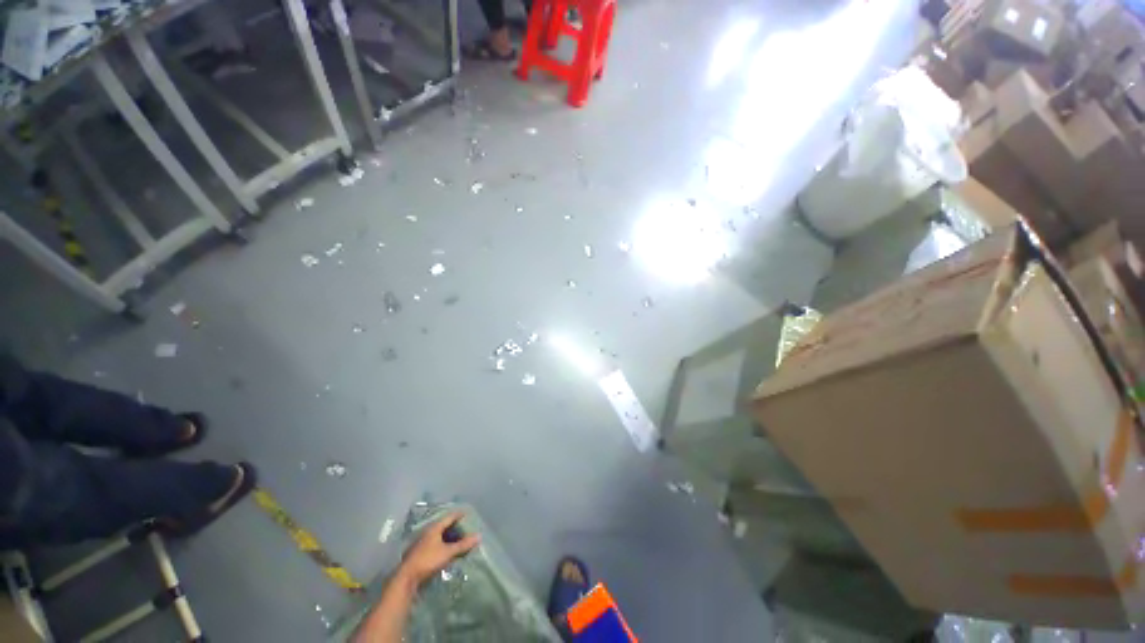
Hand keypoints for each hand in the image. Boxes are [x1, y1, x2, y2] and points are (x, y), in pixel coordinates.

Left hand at [398, 511, 481, 586]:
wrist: (406, 578)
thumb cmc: (428, 560)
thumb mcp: (448, 552)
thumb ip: (463, 544)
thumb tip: (479, 536)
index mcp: (434, 527)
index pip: (450, 516)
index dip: (459, 514)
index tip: (467, 513)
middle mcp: (428, 532)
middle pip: (444, 526)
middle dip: (454, 527)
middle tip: (465, 528)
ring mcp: (422, 542)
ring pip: (438, 535)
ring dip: (448, 537)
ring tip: (458, 540)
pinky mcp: (419, 553)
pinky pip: (434, 544)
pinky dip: (442, 544)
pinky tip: (447, 550)